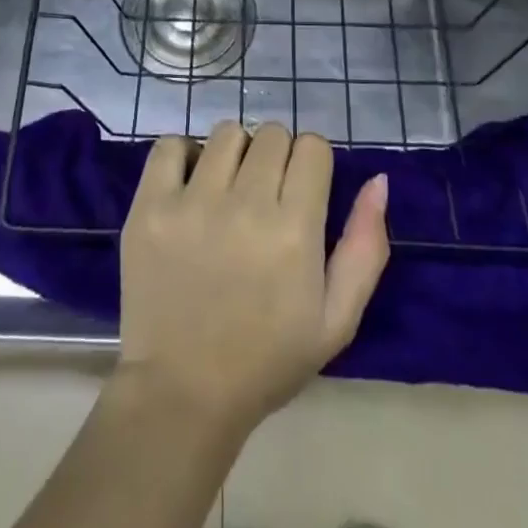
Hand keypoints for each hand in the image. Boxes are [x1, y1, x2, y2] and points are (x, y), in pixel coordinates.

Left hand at [115, 121, 388, 439]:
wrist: (183, 394)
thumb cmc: (267, 359)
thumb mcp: (336, 320)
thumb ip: (365, 247)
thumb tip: (378, 180)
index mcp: (294, 231)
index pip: (313, 147)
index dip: (312, 164)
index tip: (301, 192)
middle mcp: (245, 206)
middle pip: (272, 133)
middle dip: (276, 157)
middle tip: (264, 196)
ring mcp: (192, 203)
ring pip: (226, 133)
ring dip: (234, 154)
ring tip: (227, 191)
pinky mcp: (150, 207)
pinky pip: (170, 144)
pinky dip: (183, 155)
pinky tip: (189, 186)